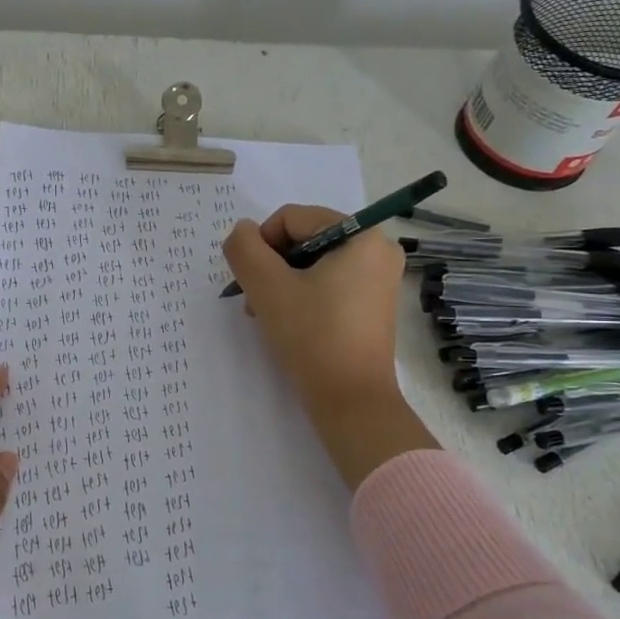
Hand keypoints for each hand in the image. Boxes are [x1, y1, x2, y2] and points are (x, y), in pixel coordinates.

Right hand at [222, 206, 437, 489]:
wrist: (350, 400)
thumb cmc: (312, 337)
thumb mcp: (267, 288)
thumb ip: (245, 249)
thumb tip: (241, 231)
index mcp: (361, 235)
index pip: (292, 218)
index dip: (262, 245)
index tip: (252, 282)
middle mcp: (377, 249)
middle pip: (303, 239)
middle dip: (272, 267)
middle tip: (256, 303)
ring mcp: (378, 279)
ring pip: (312, 264)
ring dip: (282, 284)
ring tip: (267, 316)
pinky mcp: (372, 305)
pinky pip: (328, 284)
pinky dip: (302, 297)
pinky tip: (288, 323)